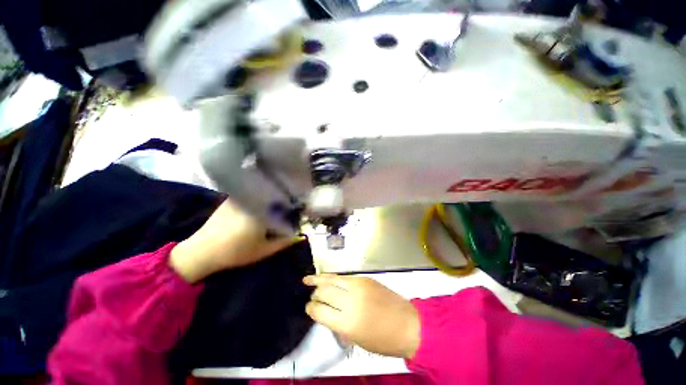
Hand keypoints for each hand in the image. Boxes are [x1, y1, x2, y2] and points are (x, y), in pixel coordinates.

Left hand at [170, 199, 297, 282]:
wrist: (202, 251)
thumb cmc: (235, 252)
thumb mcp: (264, 250)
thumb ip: (285, 241)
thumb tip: (300, 234)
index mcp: (262, 212)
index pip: (286, 204)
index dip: (295, 207)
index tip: (300, 212)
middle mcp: (252, 200)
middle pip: (276, 196)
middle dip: (285, 201)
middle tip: (290, 209)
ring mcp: (241, 197)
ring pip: (263, 193)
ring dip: (273, 198)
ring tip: (278, 206)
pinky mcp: (232, 199)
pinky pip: (252, 194)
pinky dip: (260, 197)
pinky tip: (262, 205)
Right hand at [304, 274, 420, 358]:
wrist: (408, 324)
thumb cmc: (383, 340)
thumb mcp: (356, 339)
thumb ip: (339, 325)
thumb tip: (327, 314)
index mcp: (347, 322)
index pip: (319, 310)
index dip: (311, 309)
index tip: (309, 308)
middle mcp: (350, 300)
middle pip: (323, 291)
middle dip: (314, 294)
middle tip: (312, 297)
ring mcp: (358, 286)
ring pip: (332, 279)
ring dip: (318, 279)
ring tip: (307, 279)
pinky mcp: (364, 278)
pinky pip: (344, 276)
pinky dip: (333, 278)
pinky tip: (327, 278)